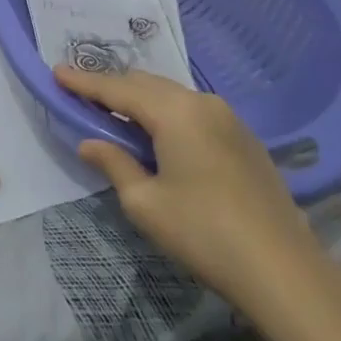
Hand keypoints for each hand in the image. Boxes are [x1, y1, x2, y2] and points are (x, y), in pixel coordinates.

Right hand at [58, 67, 327, 324]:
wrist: (283, 269)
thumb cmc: (203, 233)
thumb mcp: (145, 203)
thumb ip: (114, 164)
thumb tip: (90, 142)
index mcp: (174, 112)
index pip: (118, 89)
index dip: (84, 82)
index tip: (56, 71)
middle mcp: (202, 102)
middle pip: (146, 84)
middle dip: (112, 86)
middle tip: (81, 92)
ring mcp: (228, 117)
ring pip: (172, 95)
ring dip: (141, 99)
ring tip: (114, 111)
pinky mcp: (244, 138)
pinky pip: (193, 110)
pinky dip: (167, 112)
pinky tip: (157, 132)